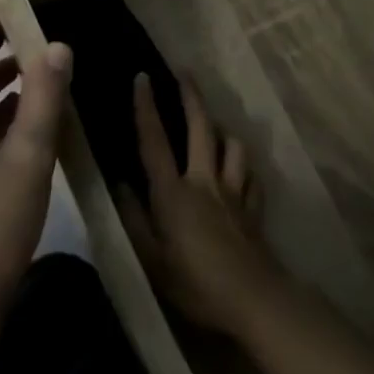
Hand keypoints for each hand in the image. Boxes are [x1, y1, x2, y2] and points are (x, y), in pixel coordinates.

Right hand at [119, 72, 288, 337]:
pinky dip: (244, 168)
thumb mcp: (151, 259)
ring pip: (233, 146)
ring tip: (215, 127)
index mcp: (174, 193)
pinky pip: (252, 176)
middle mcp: (205, 182)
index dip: (147, 108)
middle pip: (201, 128)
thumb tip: (119, 185)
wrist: (252, 299)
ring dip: (223, 131)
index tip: (143, 77)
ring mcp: (234, 192)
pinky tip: (240, 171)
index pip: (155, 141)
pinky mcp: (254, 207)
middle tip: (185, 74)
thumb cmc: (194, 283)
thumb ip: (134, 220)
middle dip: (192, 98)